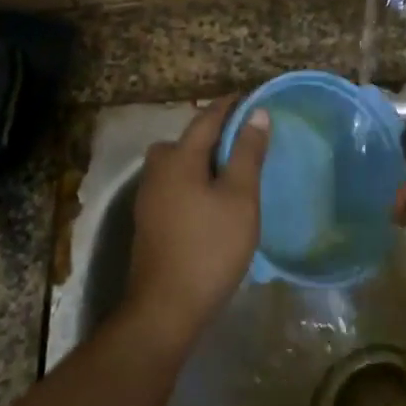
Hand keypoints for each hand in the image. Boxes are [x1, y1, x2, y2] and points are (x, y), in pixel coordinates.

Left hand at [124, 97, 269, 347]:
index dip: (231, 105)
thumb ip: (247, 153)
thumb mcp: (239, 198)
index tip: (254, 98)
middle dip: (216, 133)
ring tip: (236, 169)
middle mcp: (157, 169)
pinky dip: (196, 180)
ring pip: (180, 163)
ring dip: (205, 159)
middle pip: (188, 139)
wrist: (166, 306)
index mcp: (178, 157)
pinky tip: (215, 198)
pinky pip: (176, 184)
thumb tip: (256, 113)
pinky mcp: (150, 218)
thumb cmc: (209, 247)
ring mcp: (149, 195)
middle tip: (248, 138)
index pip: (207, 118)